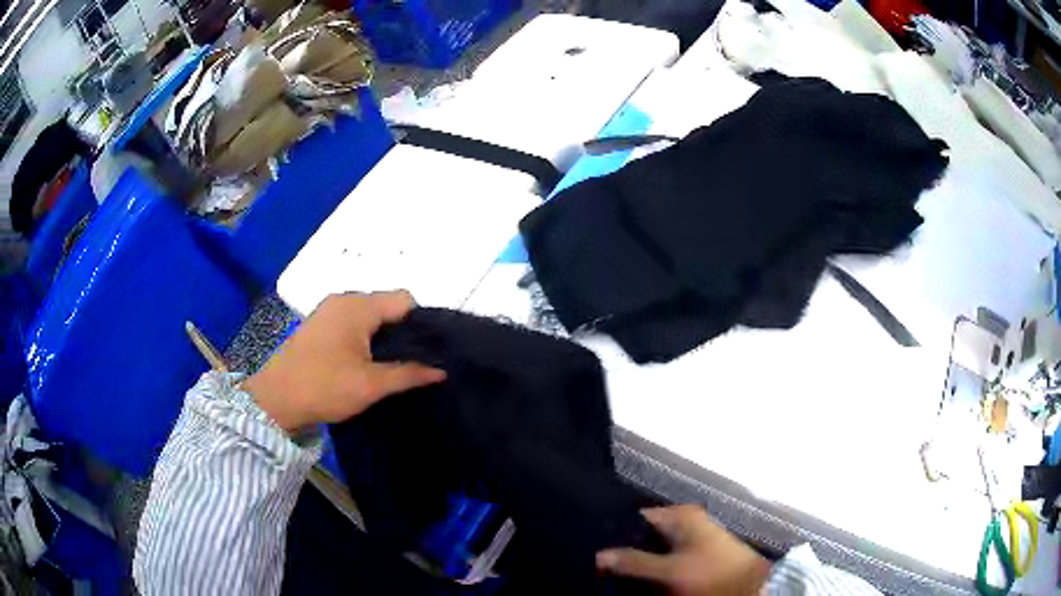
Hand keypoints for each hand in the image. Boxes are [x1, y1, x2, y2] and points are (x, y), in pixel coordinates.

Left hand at [243, 291, 445, 433]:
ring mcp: (328, 311)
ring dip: (384, 336)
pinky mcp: (319, 325)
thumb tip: (441, 370)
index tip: (431, 350)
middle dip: (404, 330)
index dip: (422, 322)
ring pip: (370, 315)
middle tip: (417, 361)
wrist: (276, 400)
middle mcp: (343, 300)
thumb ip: (409, 374)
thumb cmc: (325, 387)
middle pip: (387, 305)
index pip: (405, 300)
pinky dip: (366, 337)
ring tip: (396, 364)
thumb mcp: (371, 385)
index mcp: (358, 306)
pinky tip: (369, 362)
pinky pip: (353, 323)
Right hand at [596, 505, 771, 595]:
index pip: (637, 517)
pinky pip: (665, 557)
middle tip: (602, 565)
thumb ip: (633, 561)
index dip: (614, 532)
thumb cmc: (709, 571)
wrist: (747, 585)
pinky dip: (652, 566)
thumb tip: (600, 554)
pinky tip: (639, 578)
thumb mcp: (669, 570)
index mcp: (681, 515)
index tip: (593, 548)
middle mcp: (685, 520)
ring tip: (615, 573)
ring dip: (637, 560)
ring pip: (653, 547)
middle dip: (624, 548)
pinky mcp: (695, 553)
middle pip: (644, 533)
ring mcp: (692, 537)